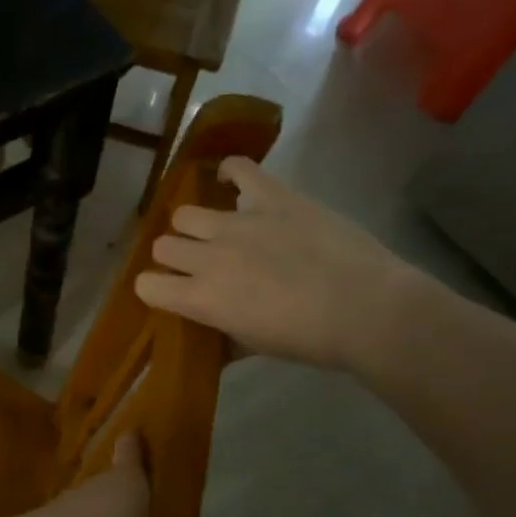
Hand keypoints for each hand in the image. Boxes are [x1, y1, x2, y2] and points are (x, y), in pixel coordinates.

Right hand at [133, 157, 422, 371]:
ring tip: (218, 232)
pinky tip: (233, 185)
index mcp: (202, 298)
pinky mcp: (273, 198)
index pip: (146, 285)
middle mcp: (209, 256)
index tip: (173, 293)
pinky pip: (238, 169)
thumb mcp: (256, 347)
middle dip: (176, 256)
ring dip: (196, 226)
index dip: (156, 288)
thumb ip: (223, 336)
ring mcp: (239, 223)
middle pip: (163, 245)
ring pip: (186, 213)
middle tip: (201, 265)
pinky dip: (230, 174)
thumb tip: (213, 337)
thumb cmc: (311, 340)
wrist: (369, 310)